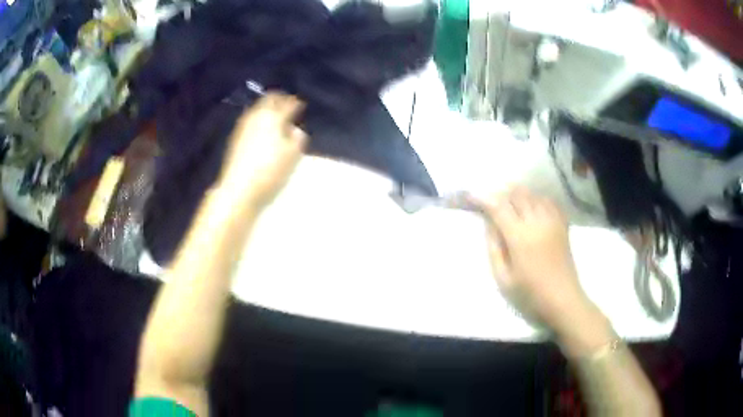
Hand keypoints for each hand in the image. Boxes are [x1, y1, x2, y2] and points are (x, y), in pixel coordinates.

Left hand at [219, 93, 307, 208]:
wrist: (238, 189)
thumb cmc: (270, 171)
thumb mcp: (294, 155)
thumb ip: (298, 137)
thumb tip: (294, 129)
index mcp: (273, 116)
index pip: (288, 103)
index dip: (296, 103)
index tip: (301, 106)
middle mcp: (257, 115)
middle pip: (269, 99)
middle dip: (280, 100)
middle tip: (288, 105)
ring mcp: (243, 125)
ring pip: (258, 109)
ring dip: (268, 109)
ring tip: (276, 117)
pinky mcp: (235, 137)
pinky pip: (251, 120)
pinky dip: (260, 120)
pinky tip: (263, 129)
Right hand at [475, 186, 592, 331]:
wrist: (562, 298)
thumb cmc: (530, 293)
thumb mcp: (503, 278)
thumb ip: (494, 248)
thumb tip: (489, 225)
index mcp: (519, 236)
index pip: (498, 206)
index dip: (483, 198)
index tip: (471, 195)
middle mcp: (536, 221)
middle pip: (517, 193)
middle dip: (502, 194)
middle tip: (493, 203)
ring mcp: (552, 221)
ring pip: (533, 194)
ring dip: (519, 196)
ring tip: (512, 205)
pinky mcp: (562, 224)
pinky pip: (549, 201)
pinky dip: (537, 200)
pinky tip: (533, 209)